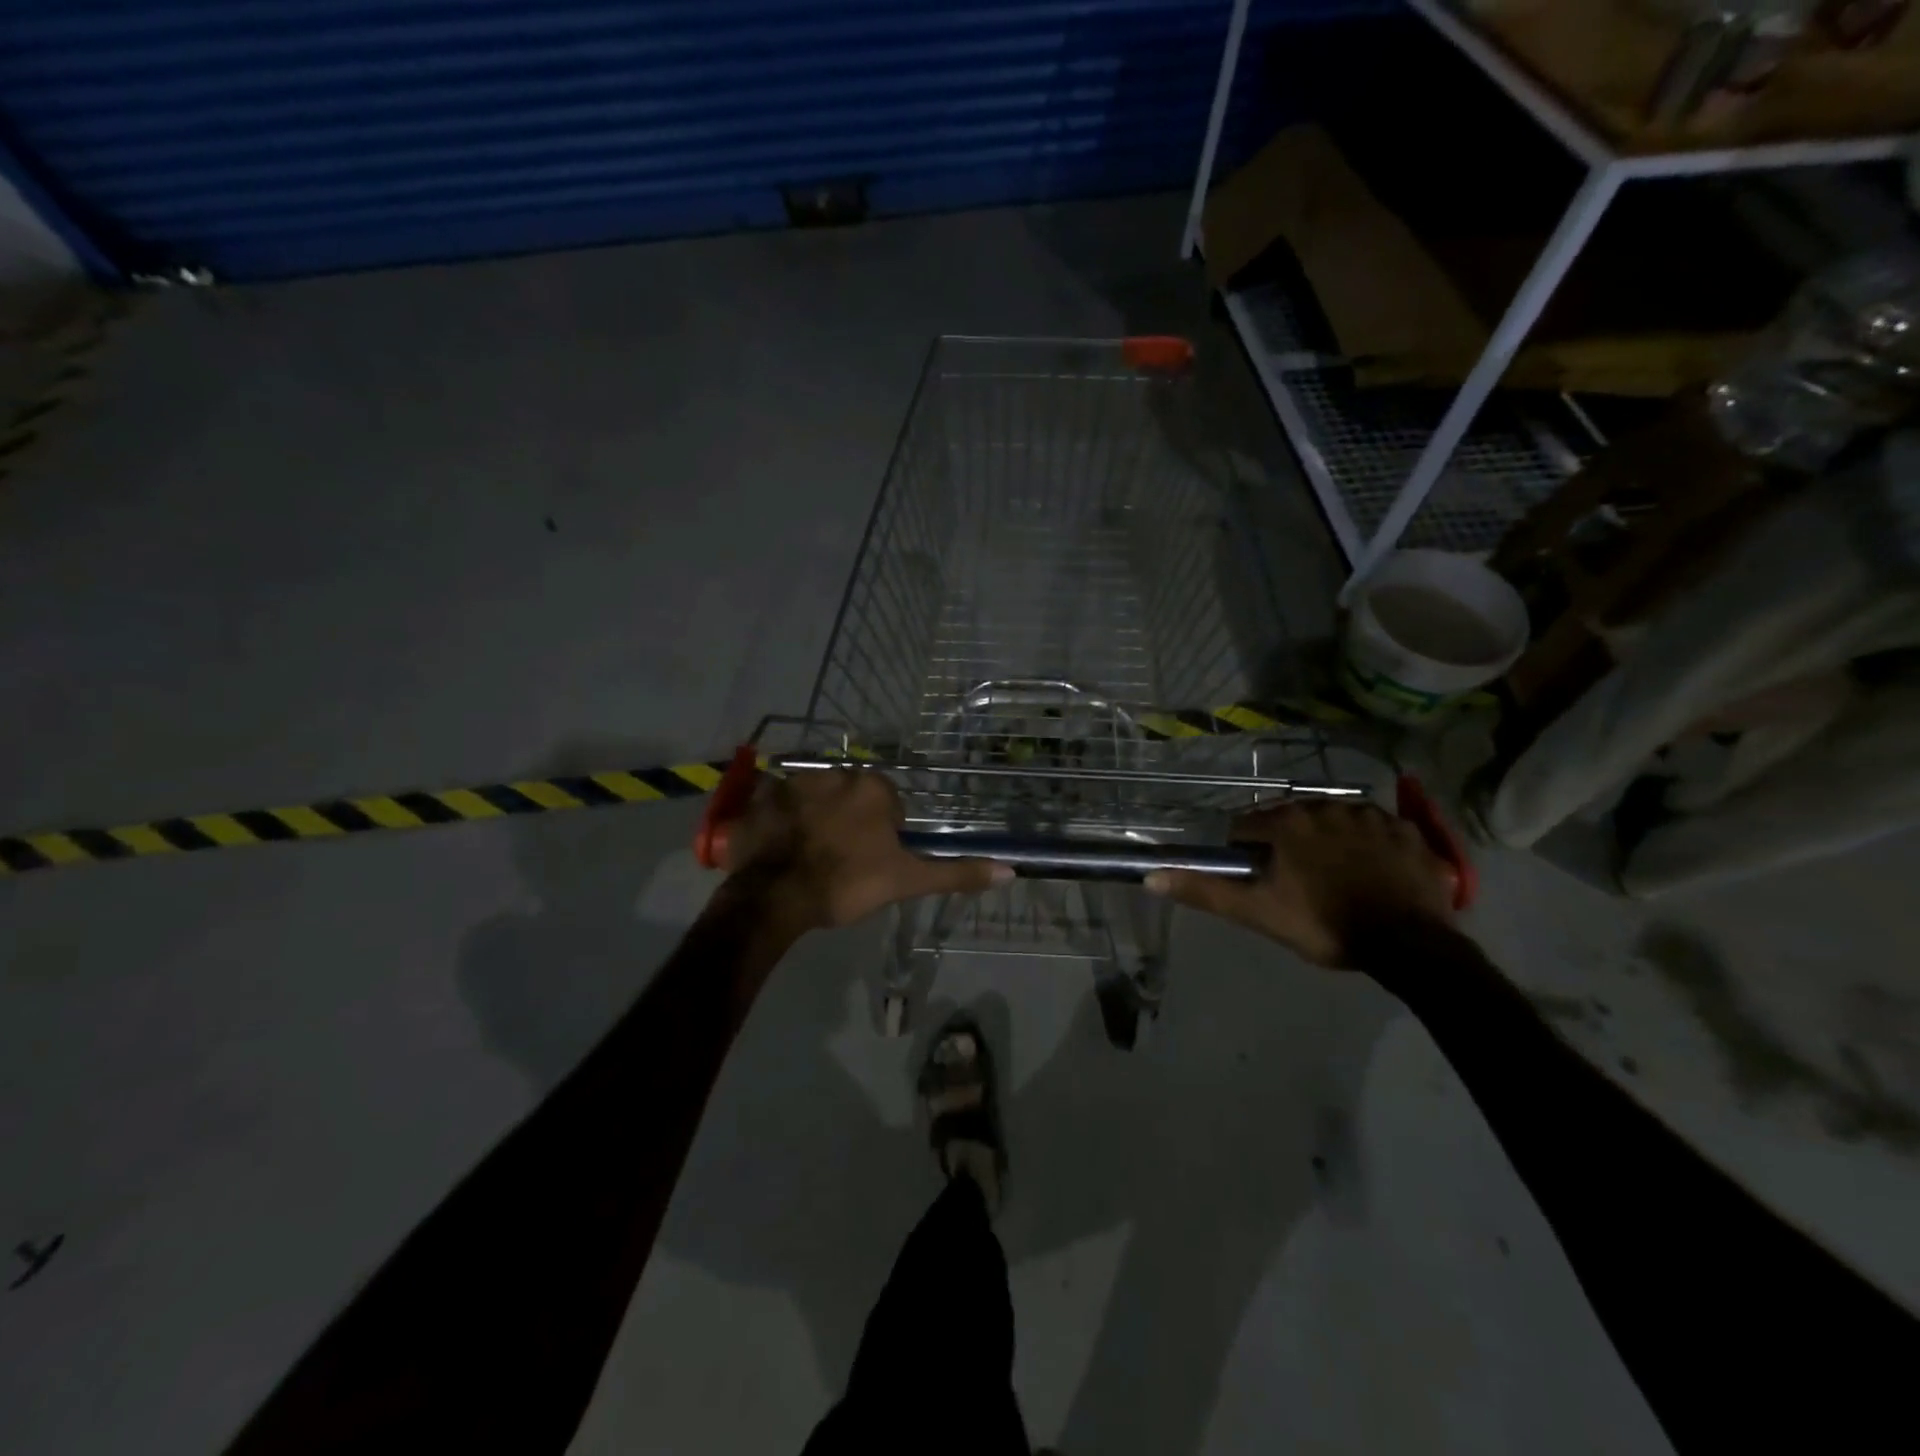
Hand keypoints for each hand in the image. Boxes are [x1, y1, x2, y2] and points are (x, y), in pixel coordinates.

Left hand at [721, 769, 1011, 933]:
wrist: (775, 896)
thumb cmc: (847, 883)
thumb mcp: (907, 881)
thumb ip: (956, 873)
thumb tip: (1011, 871)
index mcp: (874, 788)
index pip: (888, 805)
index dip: (882, 836)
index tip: (870, 862)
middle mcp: (837, 772)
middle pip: (852, 798)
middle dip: (850, 823)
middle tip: (839, 862)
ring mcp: (796, 781)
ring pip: (818, 798)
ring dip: (817, 819)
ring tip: (808, 857)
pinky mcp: (763, 795)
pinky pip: (780, 802)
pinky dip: (783, 819)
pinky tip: (780, 847)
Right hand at [1145, 801, 1453, 966]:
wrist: (1411, 945)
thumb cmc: (1325, 925)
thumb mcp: (1259, 912)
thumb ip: (1206, 891)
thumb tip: (1151, 877)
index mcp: (1288, 822)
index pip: (1246, 826)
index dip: (1245, 852)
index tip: (1256, 878)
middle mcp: (1327, 806)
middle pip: (1291, 818)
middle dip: (1287, 843)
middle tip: (1295, 881)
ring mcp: (1372, 815)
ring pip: (1335, 820)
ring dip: (1328, 840)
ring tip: (1335, 876)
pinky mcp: (1408, 831)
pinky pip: (1378, 829)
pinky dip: (1370, 844)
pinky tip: (1373, 871)